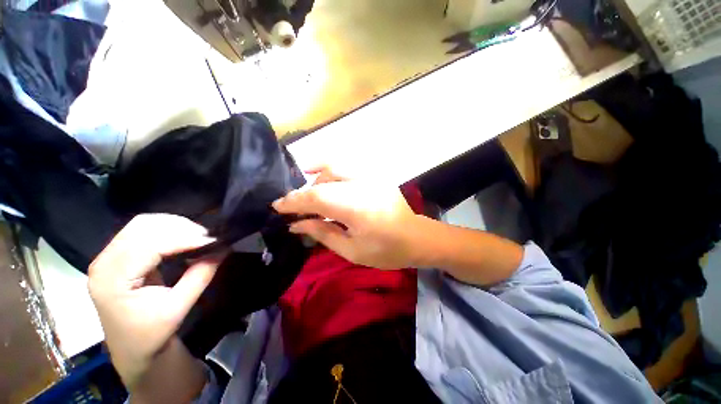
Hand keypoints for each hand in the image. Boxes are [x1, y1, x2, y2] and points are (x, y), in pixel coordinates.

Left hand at [88, 214, 219, 389]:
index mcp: (113, 280)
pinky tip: (182, 239)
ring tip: (198, 237)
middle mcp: (104, 263)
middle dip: (180, 227)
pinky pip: (141, 231)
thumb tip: (223, 249)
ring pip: (142, 224)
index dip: (184, 238)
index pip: (149, 245)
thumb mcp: (178, 308)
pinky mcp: (116, 256)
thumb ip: (199, 275)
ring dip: (174, 226)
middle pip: (142, 227)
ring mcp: (107, 257)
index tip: (214, 240)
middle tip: (208, 238)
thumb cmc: (151, 335)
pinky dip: (167, 229)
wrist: (132, 349)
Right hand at [272, 168, 420, 268]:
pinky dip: (330, 171)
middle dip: (303, 192)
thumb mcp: (351, 250)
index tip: (277, 207)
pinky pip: (347, 167)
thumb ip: (322, 233)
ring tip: (309, 196)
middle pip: (322, 180)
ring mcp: (371, 176)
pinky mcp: (375, 175)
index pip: (315, 197)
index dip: (293, 201)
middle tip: (293, 206)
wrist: (417, 237)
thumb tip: (296, 224)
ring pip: (333, 167)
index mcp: (355, 206)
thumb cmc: (386, 250)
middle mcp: (361, 184)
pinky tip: (323, 179)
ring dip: (316, 180)